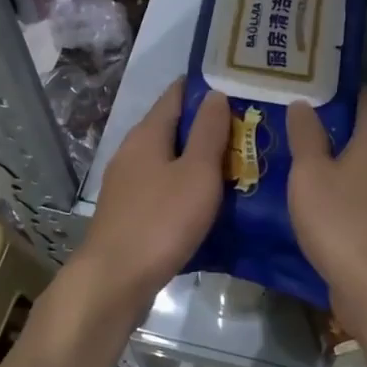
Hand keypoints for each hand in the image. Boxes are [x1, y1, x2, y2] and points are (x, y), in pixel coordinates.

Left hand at [72, 81, 230, 309]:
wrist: (115, 280)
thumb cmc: (161, 221)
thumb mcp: (196, 173)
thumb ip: (208, 132)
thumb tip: (215, 94)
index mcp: (147, 134)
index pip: (177, 94)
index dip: (207, 87)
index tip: (240, 86)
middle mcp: (133, 151)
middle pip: (174, 127)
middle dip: (209, 125)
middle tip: (251, 128)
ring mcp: (128, 183)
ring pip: (170, 159)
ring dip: (200, 158)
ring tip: (240, 162)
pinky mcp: (130, 211)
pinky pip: (164, 186)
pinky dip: (188, 185)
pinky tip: (210, 198)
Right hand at [285, 88, 366, 326]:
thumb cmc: (341, 220)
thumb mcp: (310, 174)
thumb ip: (306, 136)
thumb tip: (304, 103)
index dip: (346, 88)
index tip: (317, 84)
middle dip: (340, 124)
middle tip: (302, 118)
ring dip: (342, 159)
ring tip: (306, 155)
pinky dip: (347, 187)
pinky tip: (322, 196)